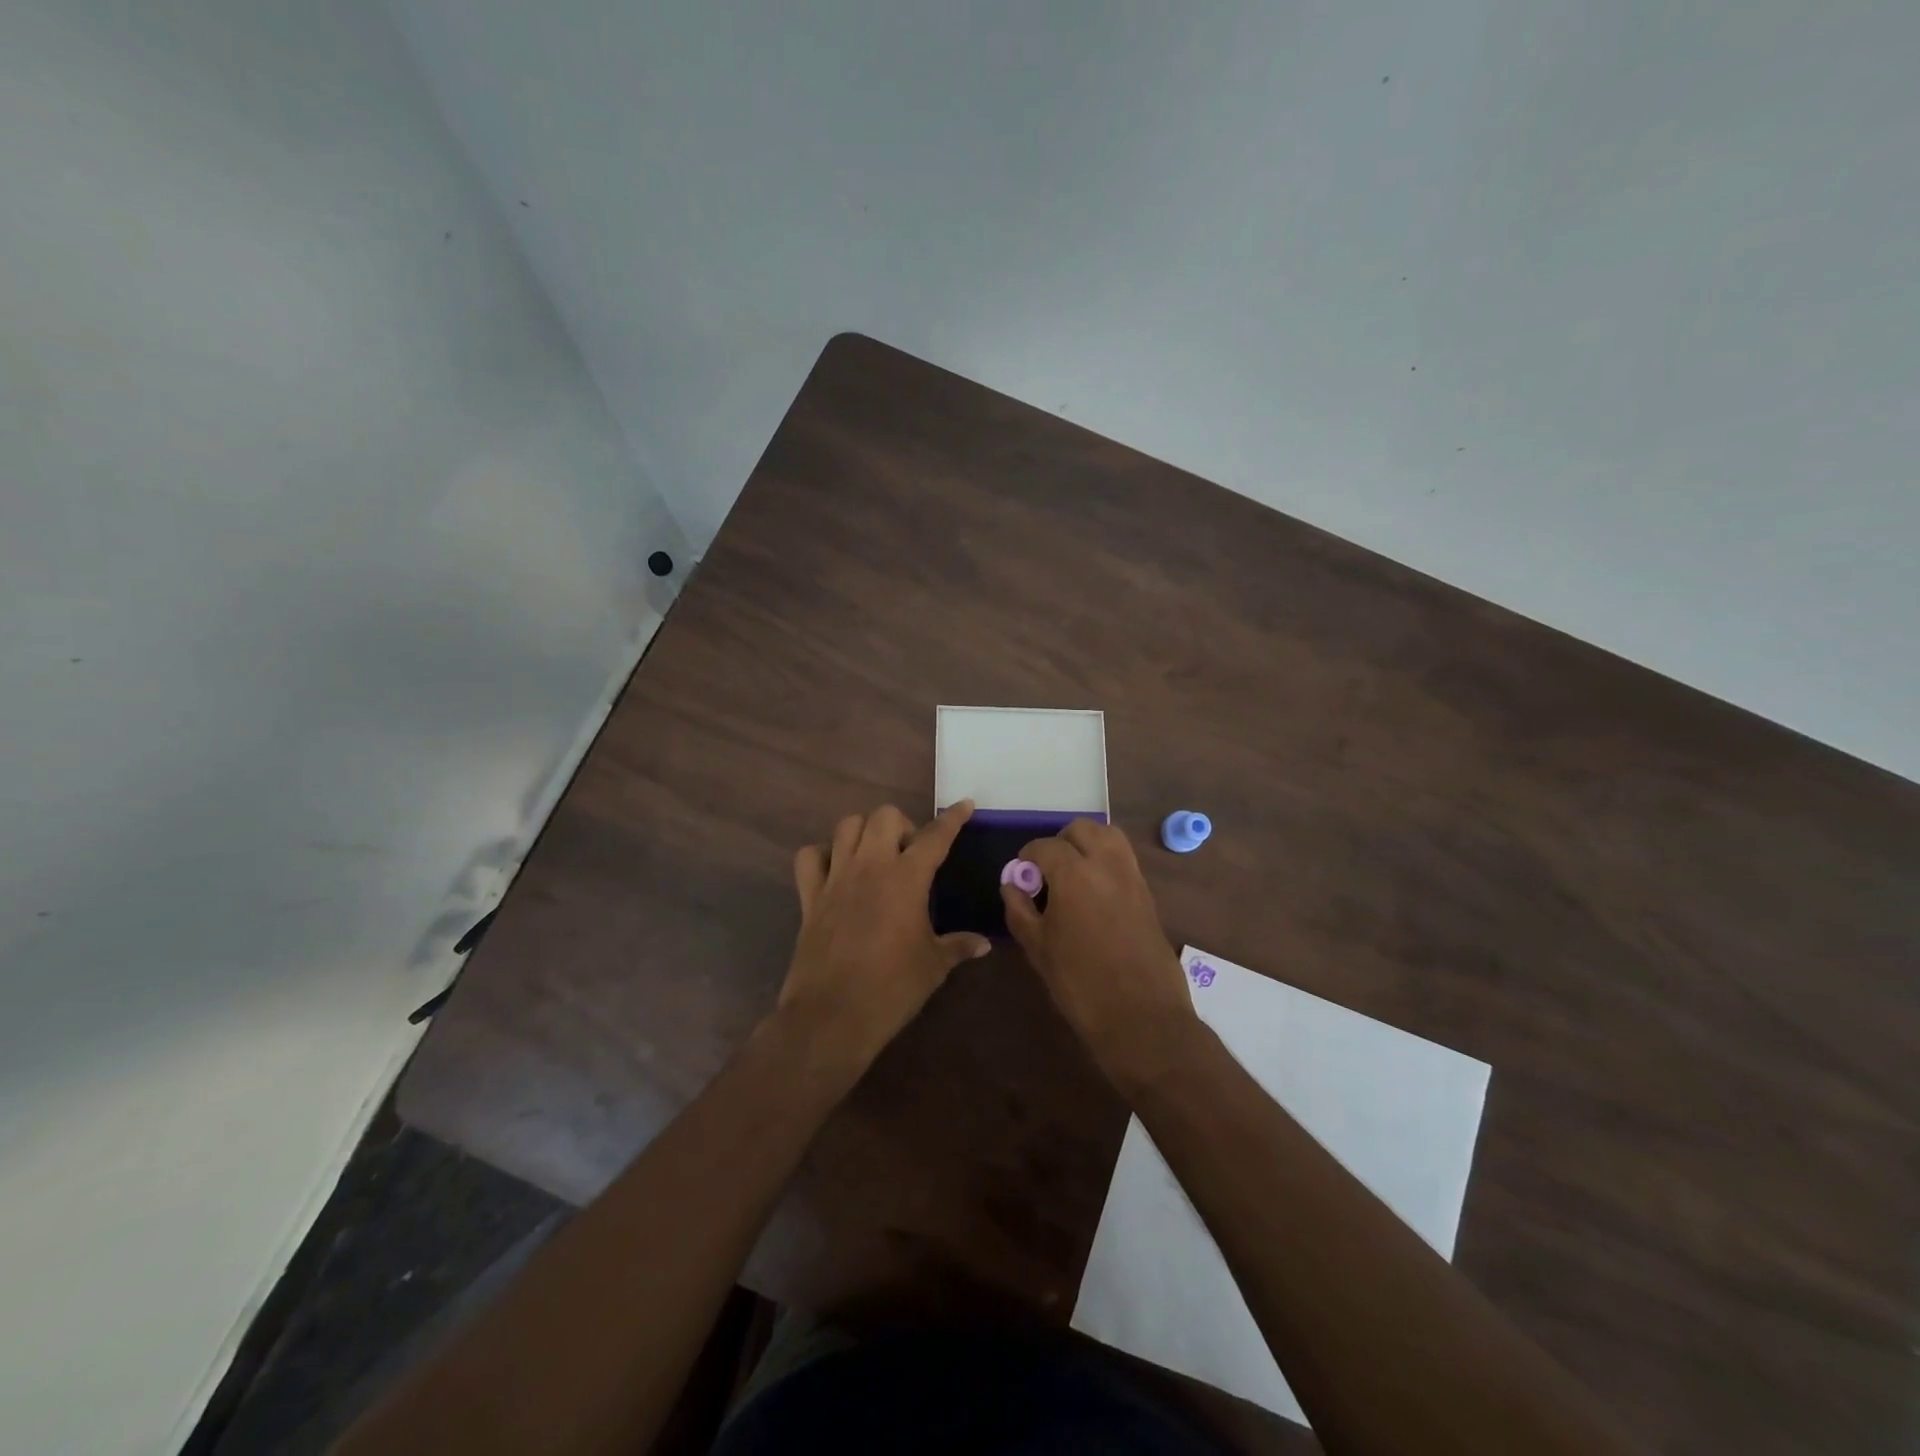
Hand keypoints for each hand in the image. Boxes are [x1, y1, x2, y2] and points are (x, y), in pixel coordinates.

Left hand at [777, 801, 990, 1072]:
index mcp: (906, 879)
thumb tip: (984, 943)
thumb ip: (958, 946)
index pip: (935, 836)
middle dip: (903, 825)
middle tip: (911, 854)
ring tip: (876, 855)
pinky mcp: (810, 897)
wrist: (832, 1016)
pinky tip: (836, 871)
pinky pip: (810, 857)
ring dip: (865, 832)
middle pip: (884, 816)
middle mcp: (870, 867)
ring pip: (847, 826)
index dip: (953, 818)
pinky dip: (823, 855)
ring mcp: (836, 878)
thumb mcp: (934, 967)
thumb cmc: (892, 989)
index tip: (964, 805)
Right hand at [1000, 819, 1201, 1092]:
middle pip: (1082, 829)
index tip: (1020, 875)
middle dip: (1060, 842)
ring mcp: (1132, 877)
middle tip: (1047, 871)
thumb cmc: (1080, 984)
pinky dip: (1106, 862)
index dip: (1027, 857)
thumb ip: (1019, 909)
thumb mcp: (1038, 948)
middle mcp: (1106, 864)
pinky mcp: (1148, 895)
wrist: (1142, 1018)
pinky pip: (1124, 860)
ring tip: (1072, 875)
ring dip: (1087, 844)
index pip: (1044, 846)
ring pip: (1109, 837)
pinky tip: (1093, 893)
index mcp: (1074, 873)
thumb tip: (1012, 884)